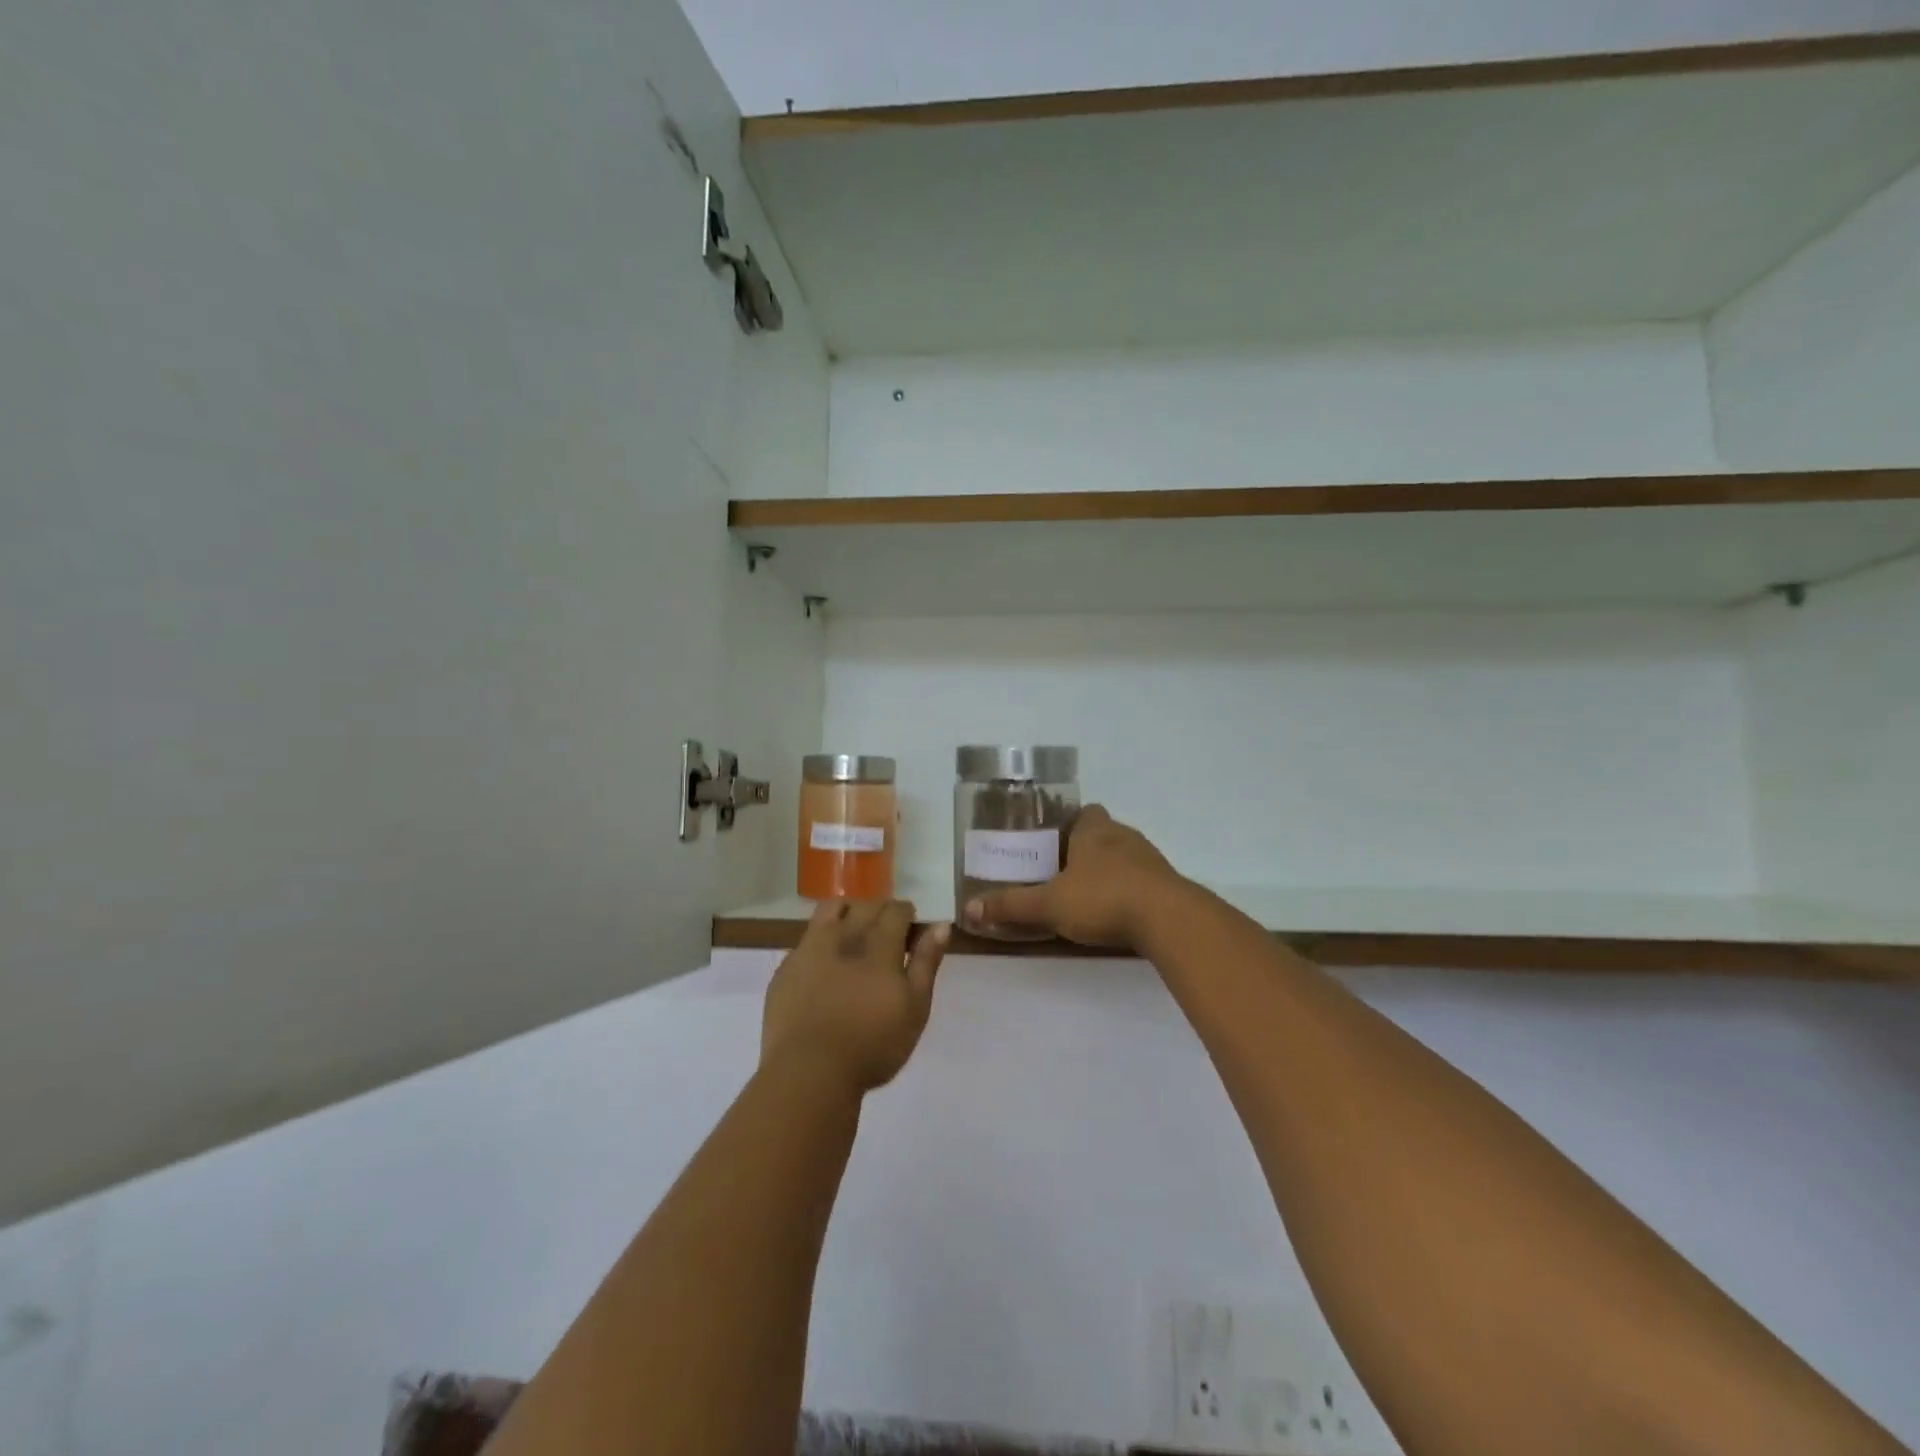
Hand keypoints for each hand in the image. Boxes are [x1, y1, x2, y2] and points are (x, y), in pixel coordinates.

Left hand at [761, 900, 949, 1094]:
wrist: (808, 1071)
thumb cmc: (873, 1043)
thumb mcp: (915, 1007)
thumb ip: (926, 962)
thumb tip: (941, 925)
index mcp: (879, 942)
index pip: (896, 909)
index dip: (907, 915)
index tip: (912, 933)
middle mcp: (844, 934)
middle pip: (866, 905)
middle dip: (881, 911)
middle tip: (888, 935)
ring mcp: (810, 948)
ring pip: (832, 910)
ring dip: (849, 913)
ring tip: (855, 935)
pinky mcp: (786, 967)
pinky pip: (807, 937)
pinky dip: (822, 939)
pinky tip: (826, 964)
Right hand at [962, 805, 1187, 950]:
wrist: (1168, 919)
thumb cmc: (1103, 899)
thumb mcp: (1049, 904)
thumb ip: (1011, 906)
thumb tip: (968, 909)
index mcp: (1094, 830)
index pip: (1084, 812)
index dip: (1070, 824)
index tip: (1054, 842)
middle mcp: (1123, 836)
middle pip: (1103, 833)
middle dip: (1086, 849)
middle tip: (1063, 873)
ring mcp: (1150, 859)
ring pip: (1125, 856)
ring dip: (1109, 870)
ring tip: (1088, 896)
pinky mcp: (1167, 884)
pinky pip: (1143, 880)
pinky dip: (1130, 891)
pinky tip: (1117, 913)